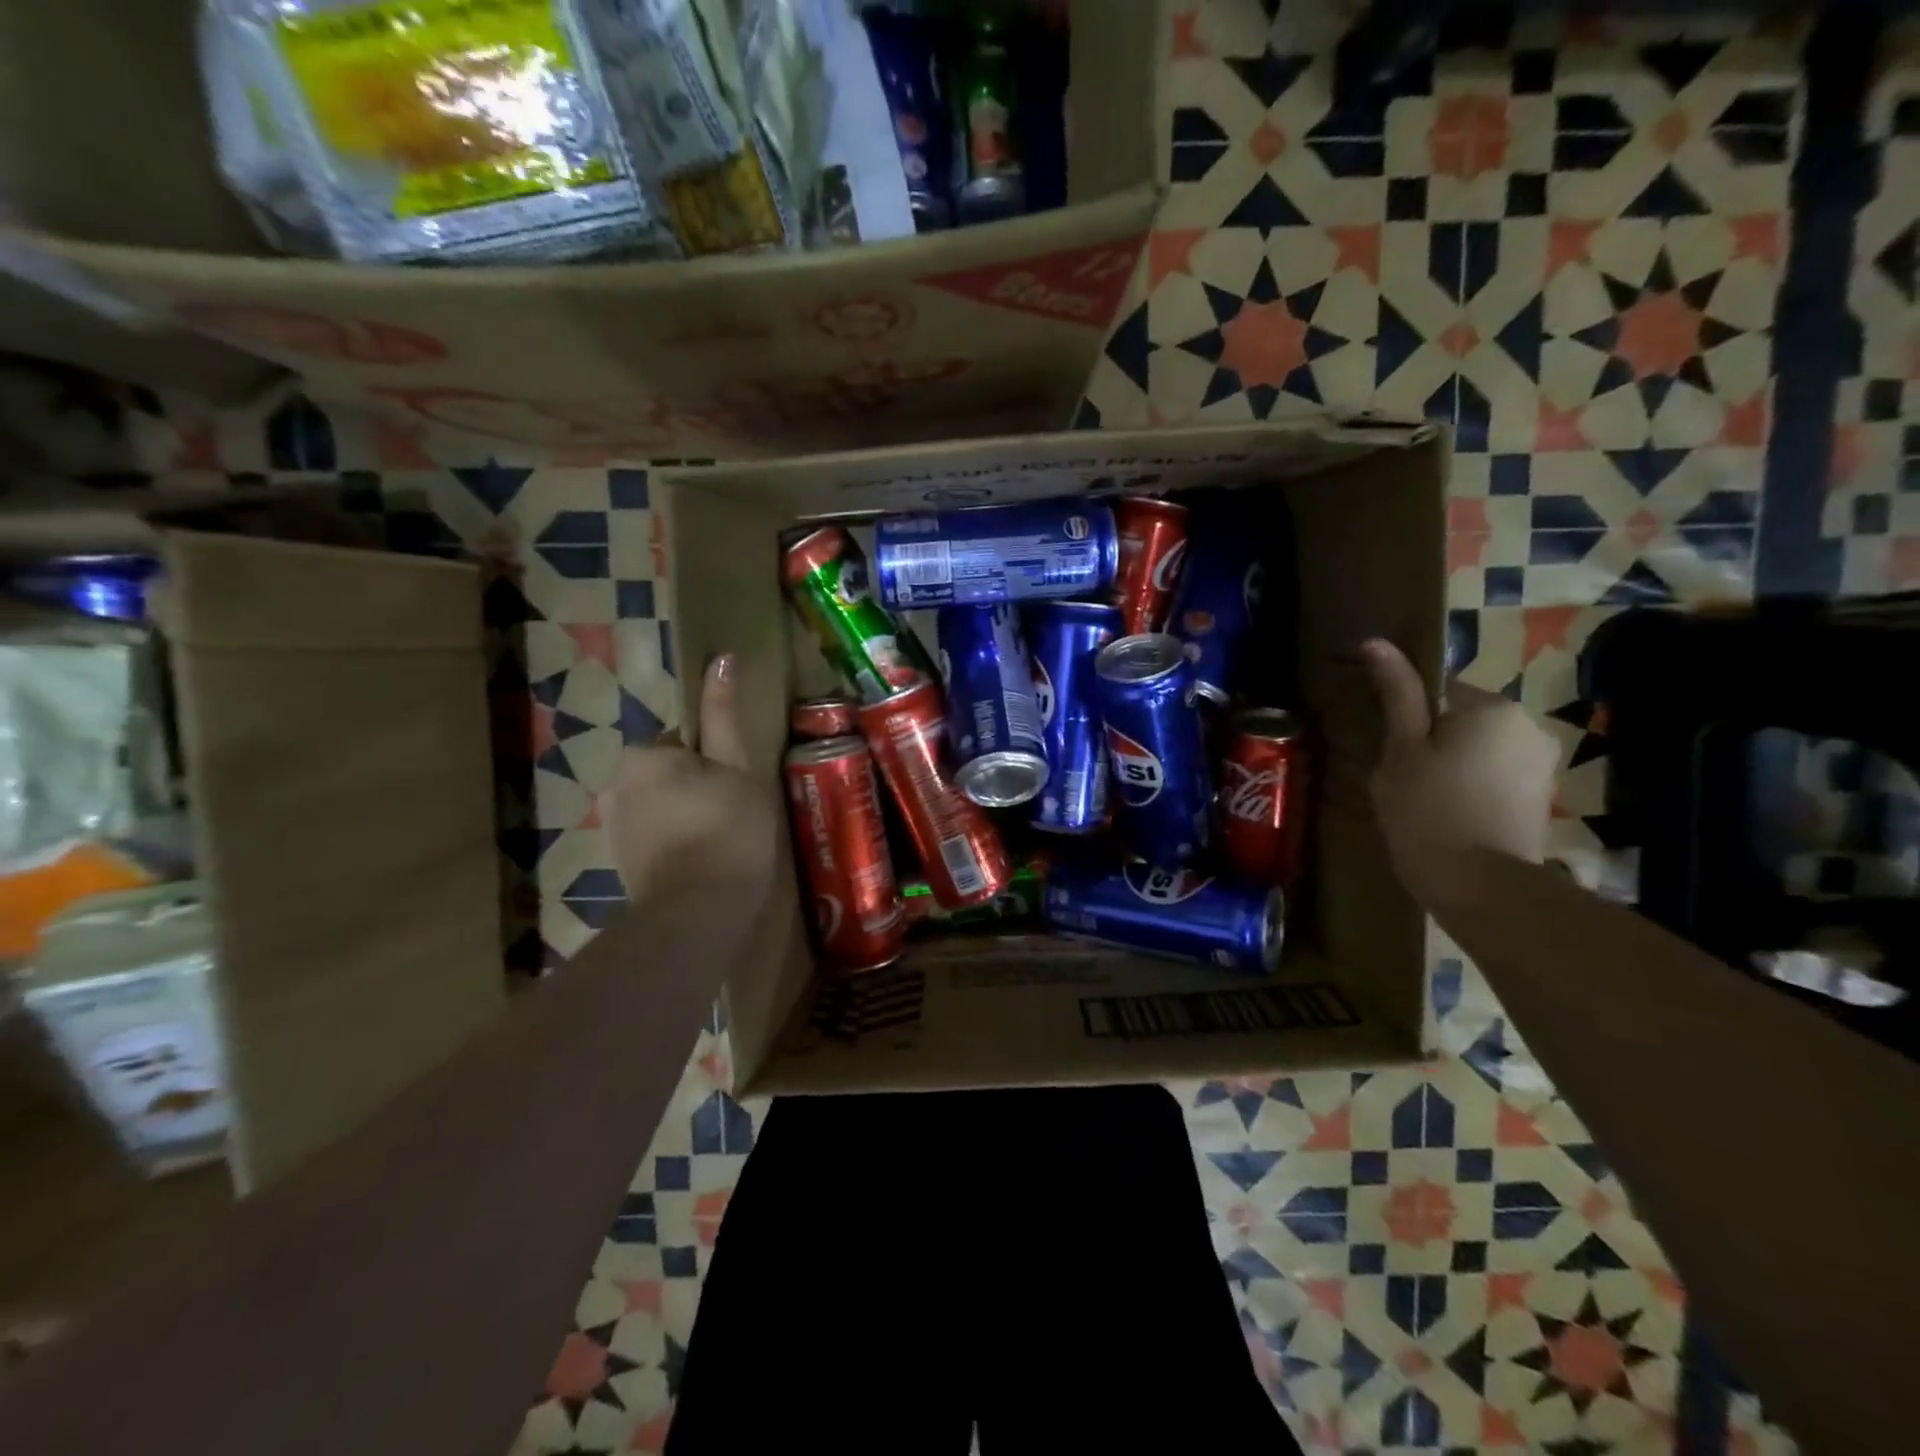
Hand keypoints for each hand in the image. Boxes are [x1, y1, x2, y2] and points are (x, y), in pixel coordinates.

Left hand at [608, 655, 780, 909]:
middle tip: (735, 816)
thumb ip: (723, 714)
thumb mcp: (737, 767)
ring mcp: (614, 826)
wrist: (698, 911)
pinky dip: (677, 843)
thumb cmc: (728, 828)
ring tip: (722, 843)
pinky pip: (655, 836)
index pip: (686, 743)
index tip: (738, 791)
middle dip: (700, 789)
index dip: (719, 764)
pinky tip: (702, 862)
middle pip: (671, 774)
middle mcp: (617, 783)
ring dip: (689, 816)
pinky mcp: (620, 861)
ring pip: (663, 806)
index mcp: (644, 754)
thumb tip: (721, 655)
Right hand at [1361, 638, 1559, 904]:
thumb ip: (1396, 695)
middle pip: (1460, 719)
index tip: (1388, 749)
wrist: (1480, 886)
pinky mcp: (1541, 796)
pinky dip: (1471, 787)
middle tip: (1401, 779)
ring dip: (1451, 764)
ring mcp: (1540, 762)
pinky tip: (1449, 816)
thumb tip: (1377, 643)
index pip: (1436, 689)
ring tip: (1422, 802)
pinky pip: (1494, 775)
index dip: (1406, 718)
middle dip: (1431, 741)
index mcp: (1489, 706)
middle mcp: (1525, 724)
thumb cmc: (1426, 810)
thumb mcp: (1400, 749)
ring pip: (1477, 749)